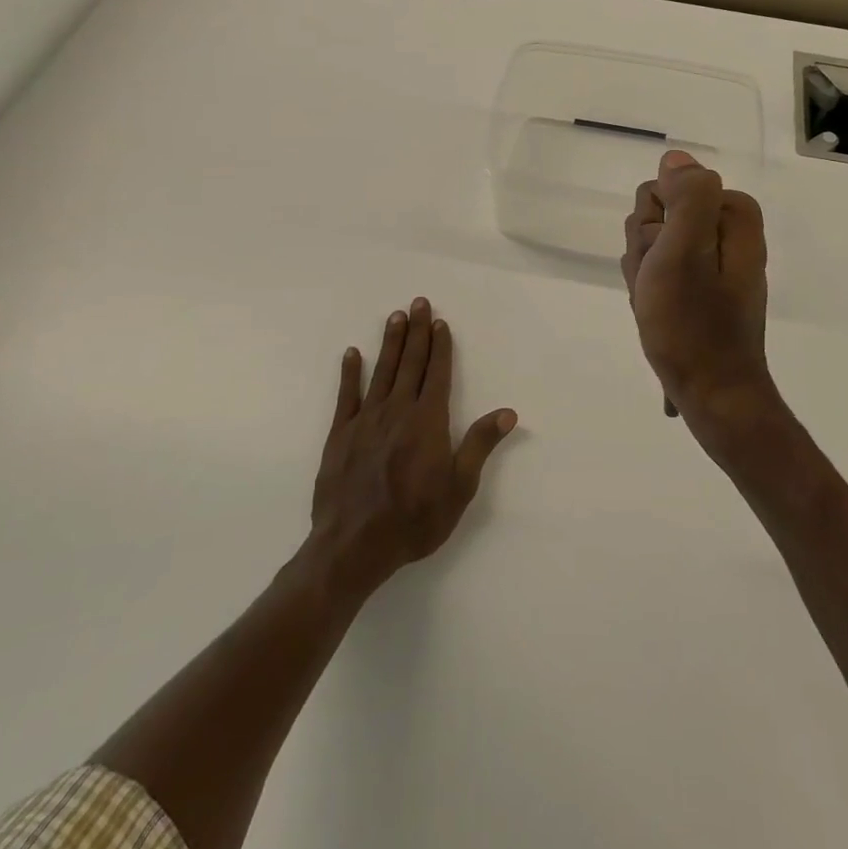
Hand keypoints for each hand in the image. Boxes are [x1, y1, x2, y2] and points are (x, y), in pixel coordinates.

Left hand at [308, 298, 516, 596]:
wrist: (354, 546)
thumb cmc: (414, 519)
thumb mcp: (459, 488)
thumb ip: (479, 445)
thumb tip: (507, 412)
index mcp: (428, 422)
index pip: (437, 374)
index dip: (440, 347)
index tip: (440, 322)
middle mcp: (397, 411)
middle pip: (410, 363)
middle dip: (417, 332)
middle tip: (418, 302)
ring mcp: (365, 420)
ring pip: (381, 371)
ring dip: (390, 343)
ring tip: (395, 316)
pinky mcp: (340, 434)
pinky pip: (346, 396)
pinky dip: (350, 373)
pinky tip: (352, 353)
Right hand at [622, 151, 776, 440]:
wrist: (712, 393)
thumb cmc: (694, 325)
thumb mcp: (685, 252)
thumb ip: (687, 196)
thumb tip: (677, 159)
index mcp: (731, 215)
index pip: (661, 189)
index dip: (650, 227)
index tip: (663, 262)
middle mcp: (726, 231)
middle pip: (655, 217)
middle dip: (646, 252)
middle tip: (661, 288)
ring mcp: (712, 260)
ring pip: (651, 245)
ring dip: (644, 276)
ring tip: (660, 307)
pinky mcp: (701, 286)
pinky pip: (658, 271)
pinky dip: (651, 293)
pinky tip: (660, 317)